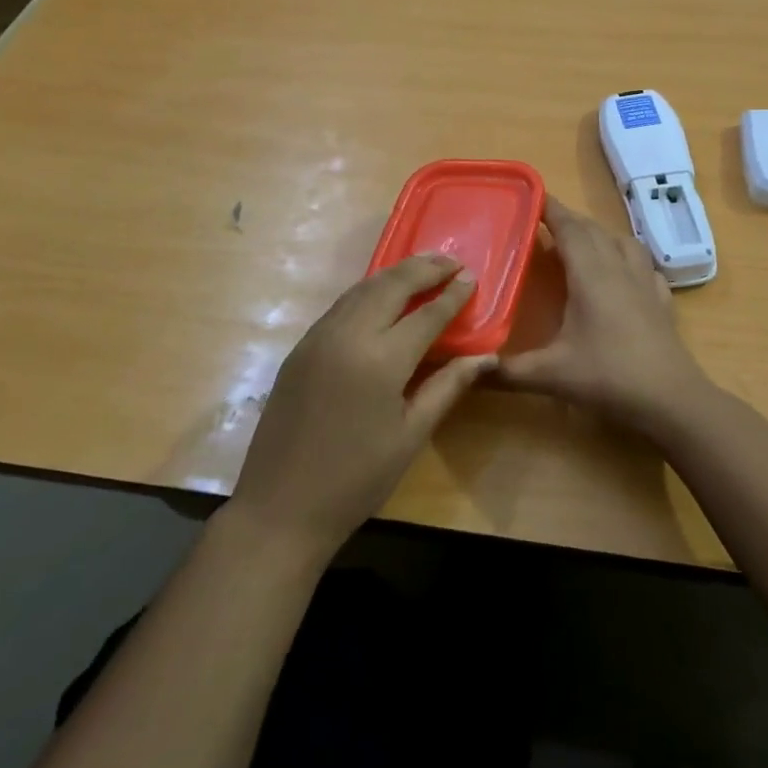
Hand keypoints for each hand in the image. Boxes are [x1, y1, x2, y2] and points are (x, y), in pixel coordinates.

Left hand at [232, 255, 491, 555]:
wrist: (281, 507)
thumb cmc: (357, 479)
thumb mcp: (411, 435)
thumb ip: (447, 387)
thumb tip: (486, 358)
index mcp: (381, 361)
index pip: (426, 314)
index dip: (452, 294)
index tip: (471, 276)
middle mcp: (348, 336)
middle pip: (391, 286)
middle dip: (424, 268)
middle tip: (451, 260)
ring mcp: (319, 338)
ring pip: (362, 289)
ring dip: (395, 274)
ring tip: (423, 268)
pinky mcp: (301, 348)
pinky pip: (341, 305)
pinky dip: (368, 291)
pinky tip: (383, 296)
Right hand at [500, 197, 719, 435]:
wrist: (671, 399)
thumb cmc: (608, 377)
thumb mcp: (551, 375)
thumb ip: (507, 370)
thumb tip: (469, 366)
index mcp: (590, 274)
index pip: (569, 228)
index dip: (550, 209)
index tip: (531, 196)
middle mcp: (619, 268)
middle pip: (593, 230)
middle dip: (569, 220)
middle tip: (544, 222)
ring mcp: (645, 282)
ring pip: (622, 241)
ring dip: (599, 234)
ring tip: (582, 243)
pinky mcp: (662, 300)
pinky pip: (644, 265)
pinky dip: (627, 258)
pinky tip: (623, 274)